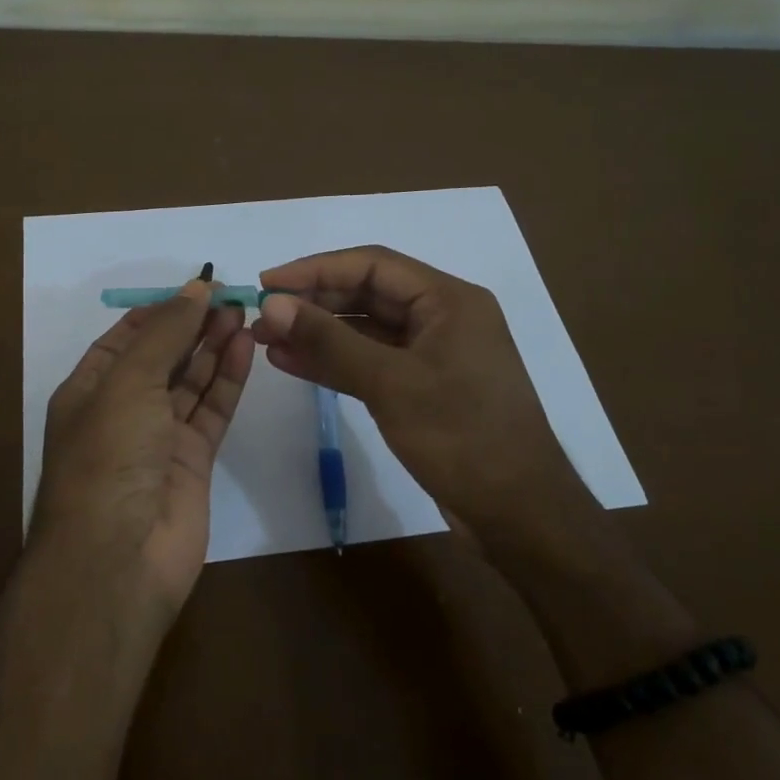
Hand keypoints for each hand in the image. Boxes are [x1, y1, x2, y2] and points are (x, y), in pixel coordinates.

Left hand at [31, 279, 254, 624]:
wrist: (119, 557)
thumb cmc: (109, 457)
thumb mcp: (128, 383)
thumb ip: (165, 333)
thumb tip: (196, 288)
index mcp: (89, 390)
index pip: (126, 338)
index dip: (160, 310)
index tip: (199, 286)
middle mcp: (122, 411)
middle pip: (163, 357)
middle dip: (193, 326)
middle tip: (232, 296)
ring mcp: (158, 439)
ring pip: (191, 382)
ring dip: (214, 348)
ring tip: (244, 313)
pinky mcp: (192, 462)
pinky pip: (211, 411)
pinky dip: (227, 380)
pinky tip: (244, 347)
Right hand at [252, 246, 596, 552]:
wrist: (518, 514)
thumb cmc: (462, 437)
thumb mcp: (391, 383)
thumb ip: (329, 341)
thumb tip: (272, 305)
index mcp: (449, 300)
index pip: (372, 265)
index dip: (315, 269)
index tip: (267, 283)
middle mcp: (442, 318)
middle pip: (367, 294)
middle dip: (313, 303)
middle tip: (261, 317)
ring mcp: (432, 355)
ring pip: (365, 331)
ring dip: (318, 333)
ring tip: (265, 340)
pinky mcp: (422, 388)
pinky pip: (371, 363)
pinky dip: (335, 362)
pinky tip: (292, 363)